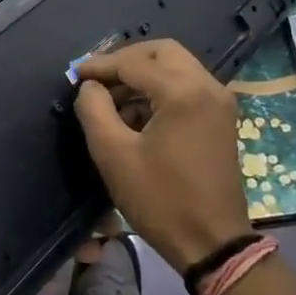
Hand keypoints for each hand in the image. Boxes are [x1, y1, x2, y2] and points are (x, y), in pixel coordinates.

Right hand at [74, 40, 251, 273]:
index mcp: (183, 92)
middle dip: (126, 59)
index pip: (133, 62)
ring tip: (111, 98)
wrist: (212, 243)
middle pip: (161, 51)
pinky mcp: (221, 118)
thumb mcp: (113, 154)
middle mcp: (207, 86)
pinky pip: (187, 85)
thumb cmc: (160, 200)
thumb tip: (90, 86)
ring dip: (143, 74)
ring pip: (176, 66)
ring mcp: (218, 102)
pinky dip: (160, 88)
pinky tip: (136, 113)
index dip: (100, 65)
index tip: (74, 74)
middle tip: (97, 78)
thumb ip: (93, 109)